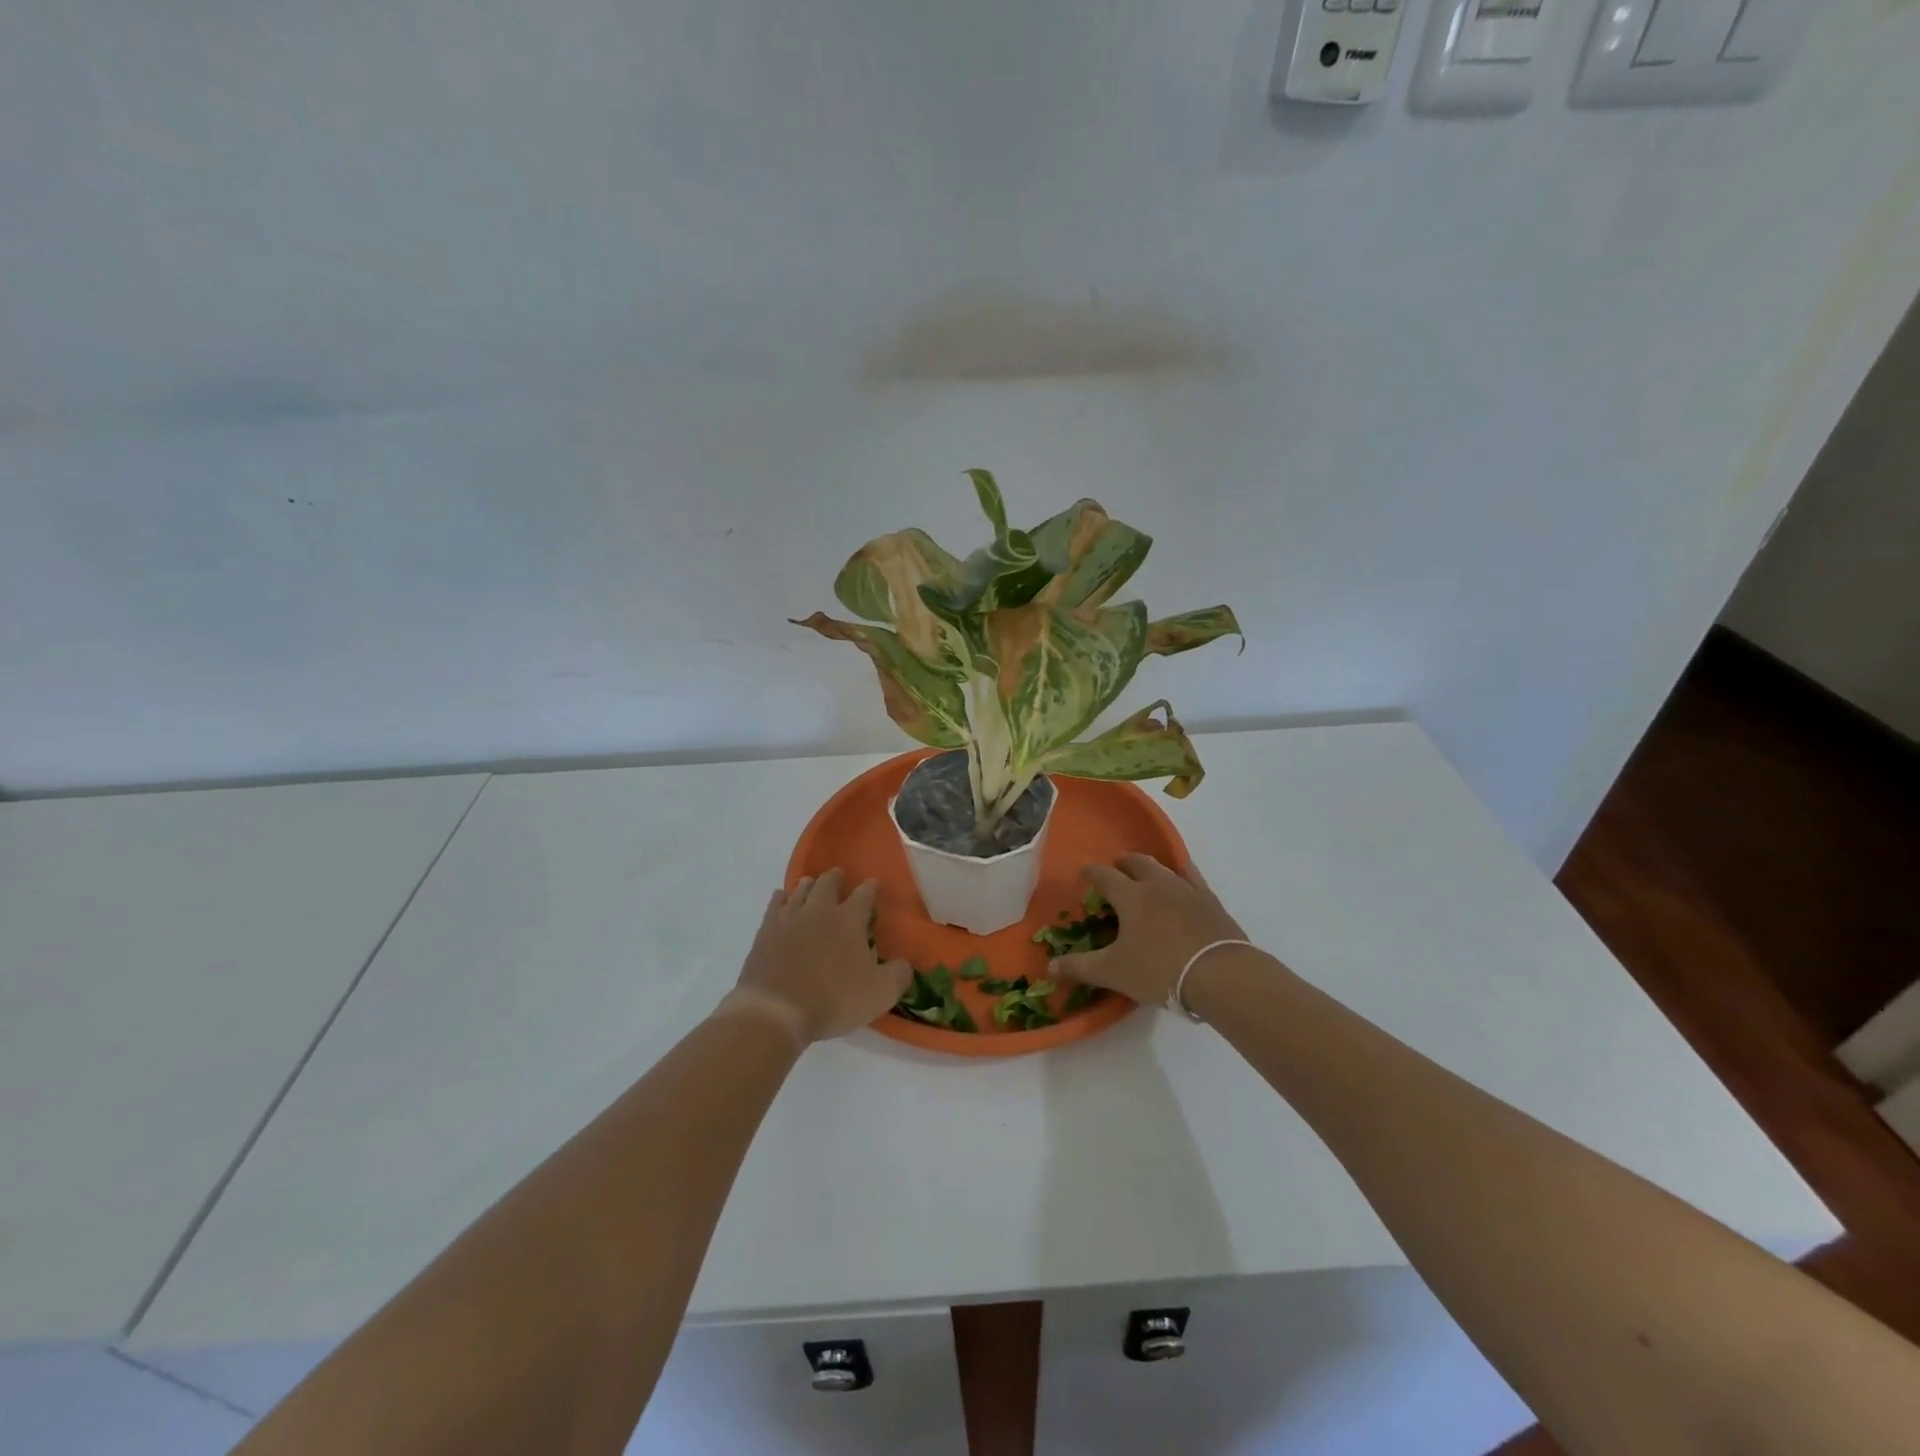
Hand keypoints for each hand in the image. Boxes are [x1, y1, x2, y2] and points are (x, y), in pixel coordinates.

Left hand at [723, 869, 910, 1045]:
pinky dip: (780, 899)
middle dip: (836, 878)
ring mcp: (789, 919)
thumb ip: (899, 975)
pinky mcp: (766, 932)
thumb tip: (905, 963)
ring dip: (808, 885)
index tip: (873, 884)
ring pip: (800, 890)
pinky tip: (781, 898)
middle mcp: (820, 911)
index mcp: (849, 920)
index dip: (871, 888)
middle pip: (828, 883)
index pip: (864, 894)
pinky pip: (775, 906)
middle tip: (839, 875)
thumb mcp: (880, 994)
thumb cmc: (833, 1000)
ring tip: (811, 883)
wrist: (776, 1011)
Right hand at [1051, 854, 1249, 1007]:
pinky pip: (1193, 878)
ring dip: (1151, 867)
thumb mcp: (1114, 972)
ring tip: (1147, 873)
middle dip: (1123, 863)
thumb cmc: (1159, 970)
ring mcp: (1187, 890)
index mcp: (1130, 897)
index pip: (1105, 876)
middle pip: (1137, 863)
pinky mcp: (1211, 901)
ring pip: (1165, 867)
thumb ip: (1080, 968)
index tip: (1085, 871)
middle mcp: (1157, 884)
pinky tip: (1183, 879)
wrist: (1220, 974)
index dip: (1092, 872)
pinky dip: (1182, 874)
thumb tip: (1049, 967)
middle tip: (1116, 868)